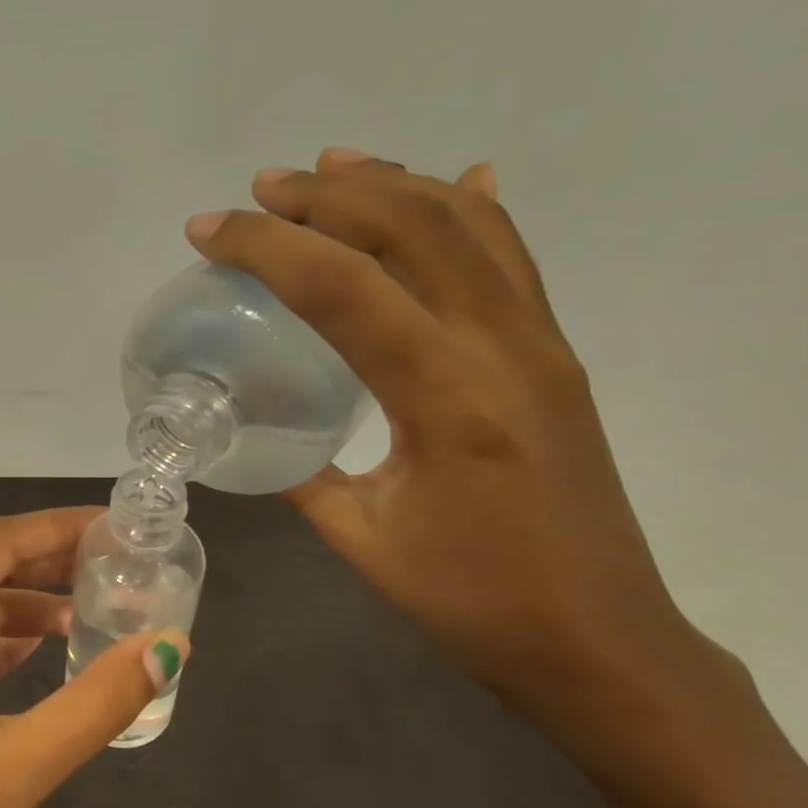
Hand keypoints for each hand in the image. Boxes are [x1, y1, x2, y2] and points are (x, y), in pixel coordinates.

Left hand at [0, 507, 186, 807]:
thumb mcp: (14, 769)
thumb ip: (96, 703)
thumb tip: (170, 645)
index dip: (57, 529)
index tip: (118, 524)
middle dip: (49, 564)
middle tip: (121, 562)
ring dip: (30, 608)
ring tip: (102, 607)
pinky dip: (5, 646)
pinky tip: (53, 648)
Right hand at [186, 149, 728, 738]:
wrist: (601, 641)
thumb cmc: (472, 602)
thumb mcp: (360, 539)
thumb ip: (301, 472)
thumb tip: (254, 427)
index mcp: (445, 397)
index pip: (341, 288)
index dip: (265, 246)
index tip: (207, 230)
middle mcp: (502, 348)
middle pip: (411, 229)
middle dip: (326, 195)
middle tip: (261, 189)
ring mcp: (540, 344)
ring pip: (469, 227)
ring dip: (394, 183)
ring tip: (331, 166)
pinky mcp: (554, 355)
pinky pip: (512, 258)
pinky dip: (472, 210)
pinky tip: (454, 180)